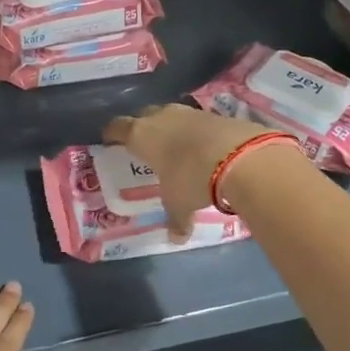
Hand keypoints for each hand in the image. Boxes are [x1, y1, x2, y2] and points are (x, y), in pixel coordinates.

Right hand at [103, 104, 278, 235]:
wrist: (238, 156)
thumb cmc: (191, 178)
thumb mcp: (179, 204)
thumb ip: (176, 219)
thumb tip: (177, 238)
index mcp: (141, 135)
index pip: (117, 128)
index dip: (112, 134)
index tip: (110, 140)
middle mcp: (161, 117)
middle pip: (144, 116)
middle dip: (143, 128)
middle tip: (145, 145)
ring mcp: (189, 112)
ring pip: (172, 115)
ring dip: (172, 128)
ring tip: (176, 146)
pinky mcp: (215, 113)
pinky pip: (198, 121)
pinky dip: (197, 132)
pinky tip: (203, 147)